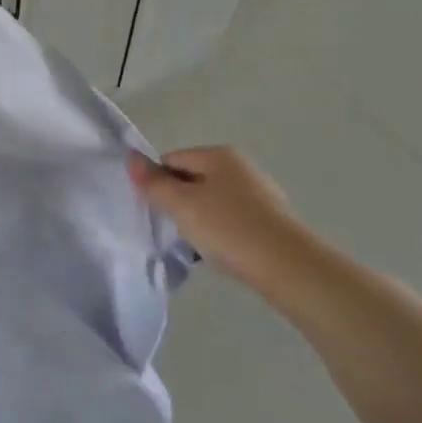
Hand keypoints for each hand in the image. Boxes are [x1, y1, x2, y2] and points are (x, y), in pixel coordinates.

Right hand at [127, 146, 317, 291]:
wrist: (290, 268)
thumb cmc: (229, 228)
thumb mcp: (181, 204)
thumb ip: (154, 182)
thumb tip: (131, 158)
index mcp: (219, 155)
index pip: (171, 160)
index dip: (157, 183)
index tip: (155, 210)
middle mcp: (241, 167)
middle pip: (192, 179)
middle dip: (177, 203)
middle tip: (173, 229)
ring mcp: (259, 194)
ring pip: (211, 202)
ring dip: (198, 220)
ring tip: (196, 245)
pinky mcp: (270, 220)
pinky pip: (231, 220)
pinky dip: (220, 232)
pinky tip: (219, 252)